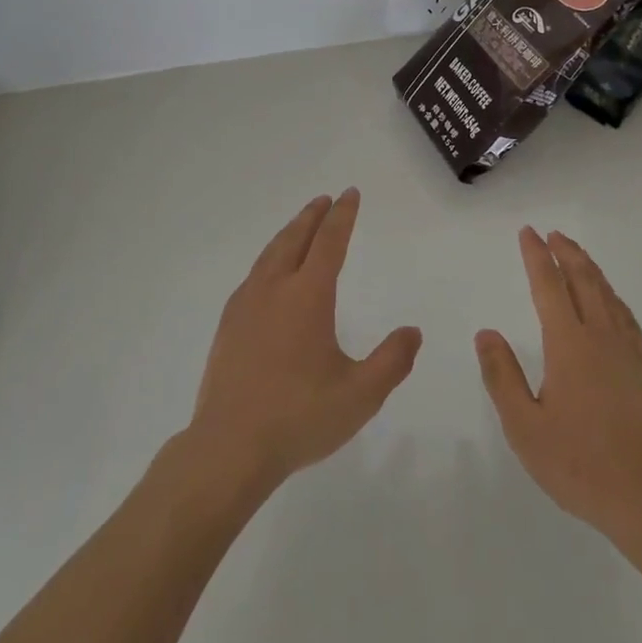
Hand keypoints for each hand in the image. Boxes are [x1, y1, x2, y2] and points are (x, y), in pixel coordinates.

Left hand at [185, 189, 421, 492]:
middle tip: (325, 199)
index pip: (329, 242)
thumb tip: (413, 332)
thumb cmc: (299, 418)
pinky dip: (269, 258)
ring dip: (289, 233)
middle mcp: (275, 290)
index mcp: (308, 296)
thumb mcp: (360, 395)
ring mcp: (246, 306)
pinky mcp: (228, 326)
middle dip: (313, 216)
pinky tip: (268, 273)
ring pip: (270, 254)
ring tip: (300, 225)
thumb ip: (392, 361)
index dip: (342, 216)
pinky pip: (253, 275)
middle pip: (295, 238)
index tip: (349, 194)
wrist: (228, 448)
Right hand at [477, 227, 641, 542]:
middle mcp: (600, 336)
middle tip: (552, 234)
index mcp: (568, 344)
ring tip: (576, 254)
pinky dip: (612, 295)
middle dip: (565, 253)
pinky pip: (626, 315)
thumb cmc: (579, 464)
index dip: (537, 257)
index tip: (528, 233)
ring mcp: (627, 350)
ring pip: (607, 293)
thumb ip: (502, 376)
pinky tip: (610, 299)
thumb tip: (486, 332)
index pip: (549, 286)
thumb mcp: (525, 427)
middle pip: (582, 280)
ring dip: (589, 268)